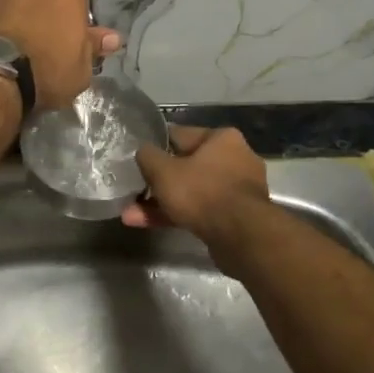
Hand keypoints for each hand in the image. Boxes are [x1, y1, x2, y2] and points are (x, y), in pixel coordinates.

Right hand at [123, 125, 269, 238]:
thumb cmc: (201, 192)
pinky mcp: (237, 217)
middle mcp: (235, 159)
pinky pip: (201, 210)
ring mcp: (238, 190)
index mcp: (222, 138)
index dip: (156, 146)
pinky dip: (178, 215)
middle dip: (157, 183)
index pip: (181, 135)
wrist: (241, 237)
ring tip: (132, 216)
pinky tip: (149, 225)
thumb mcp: (163, 171)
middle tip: (134, 191)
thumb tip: (144, 151)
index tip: (139, 158)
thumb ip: (148, 156)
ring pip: (192, 192)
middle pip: (186, 167)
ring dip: (162, 203)